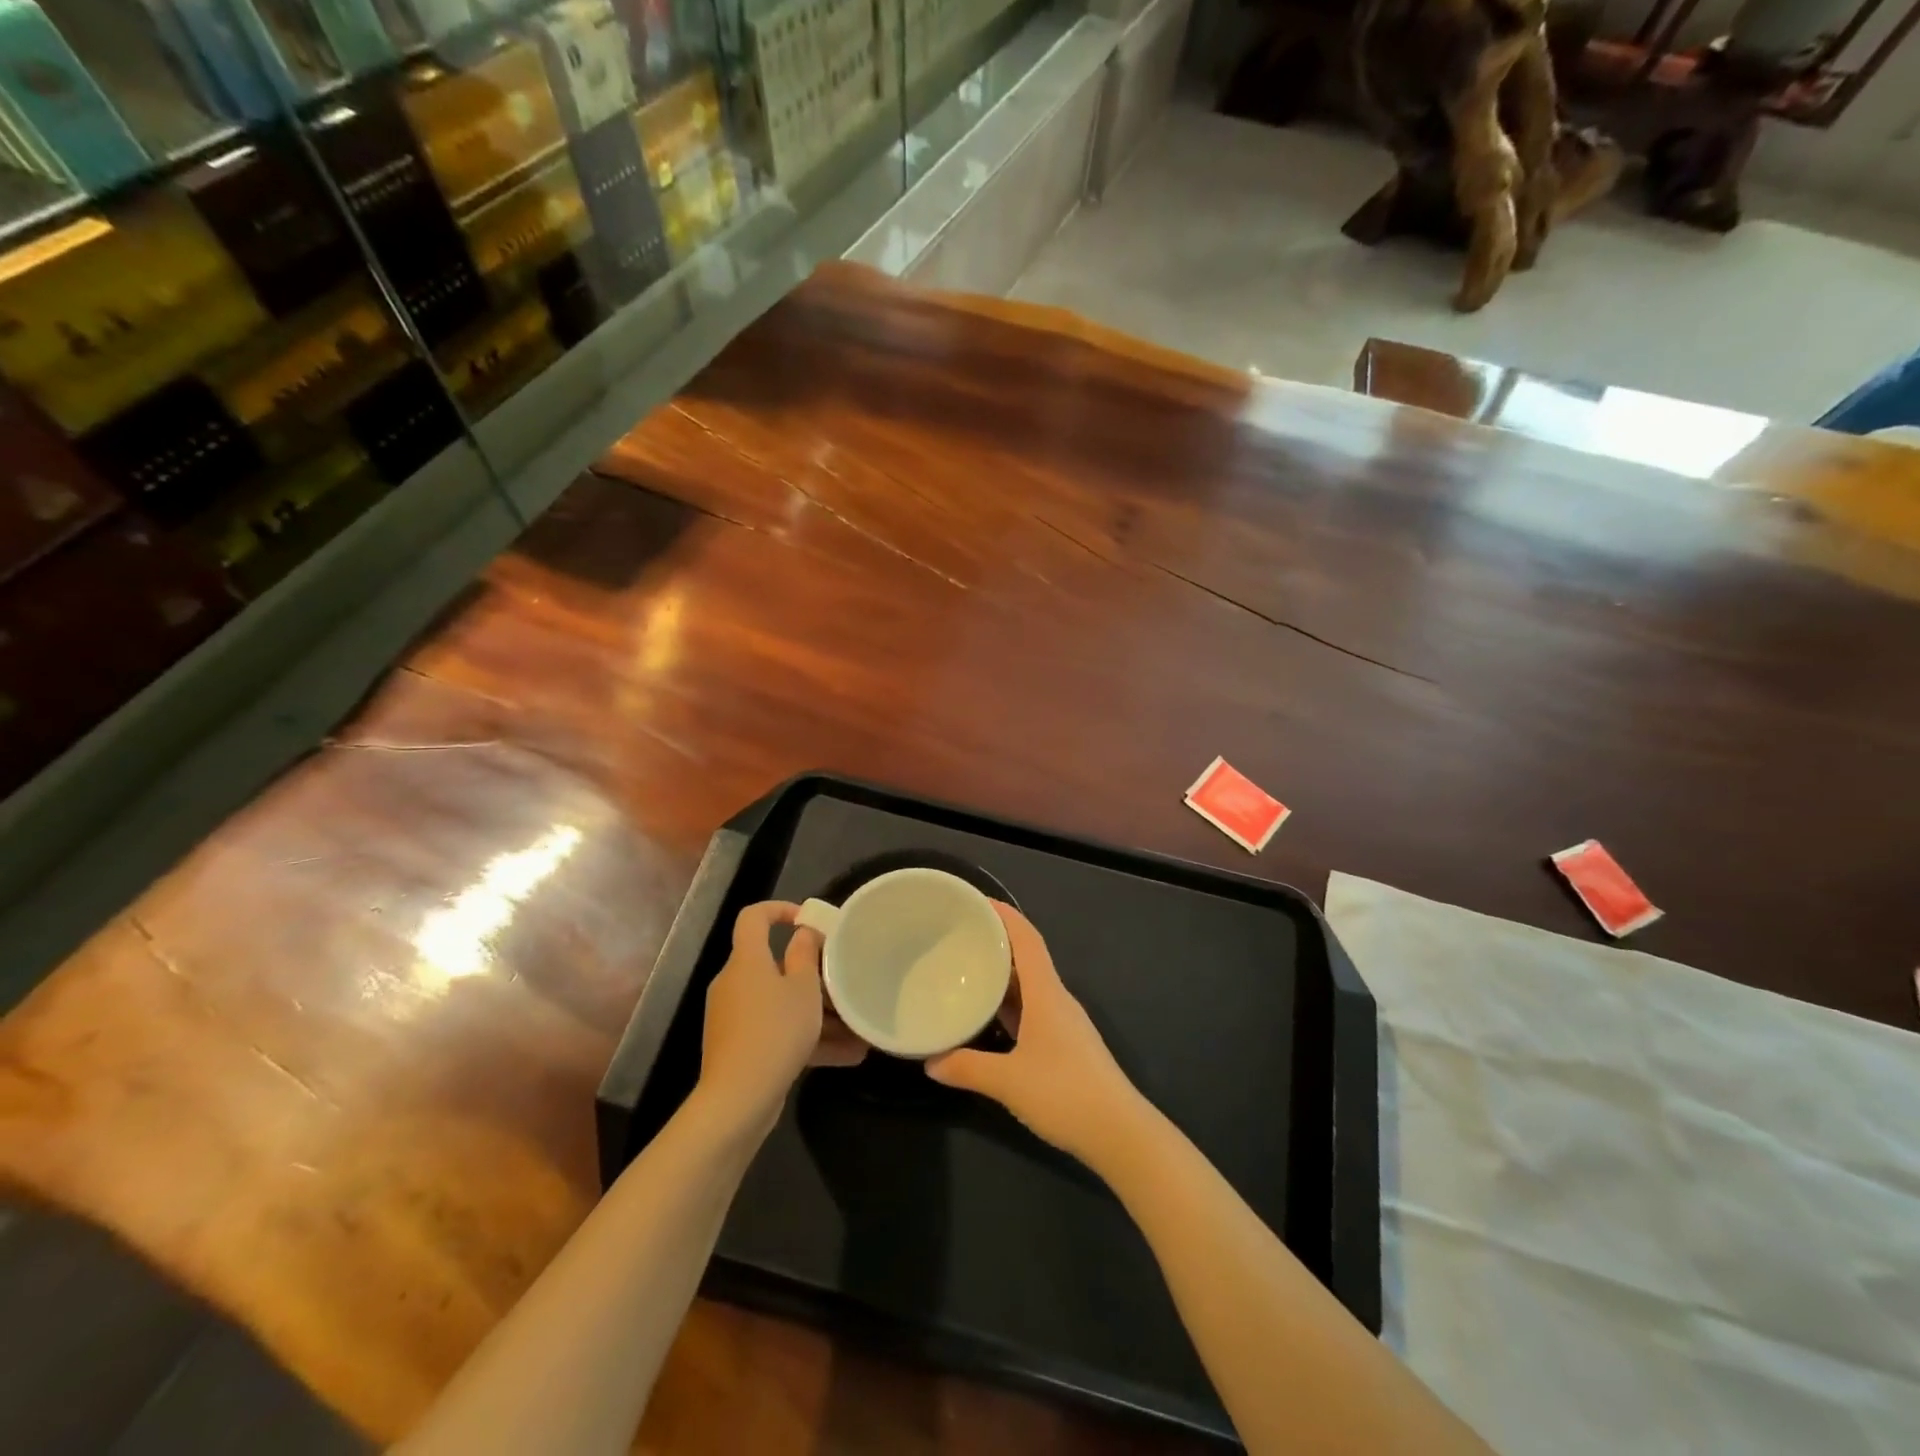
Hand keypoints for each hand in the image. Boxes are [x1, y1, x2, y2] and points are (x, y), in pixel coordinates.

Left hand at [698, 902, 865, 1135]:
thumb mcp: (803, 989)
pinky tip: (846, 1056)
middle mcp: (735, 983)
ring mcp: (734, 1017)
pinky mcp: (739, 1047)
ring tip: (856, 1029)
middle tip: (844, 983)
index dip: (779, 909)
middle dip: (812, 974)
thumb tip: (804, 933)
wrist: (737, 1100)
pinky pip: (777, 1031)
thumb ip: (806, 955)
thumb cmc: (775, 1031)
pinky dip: (806, 1038)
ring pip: (780, 1003)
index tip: (808, 919)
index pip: (753, 917)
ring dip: (817, 1013)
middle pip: (774, 965)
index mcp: (746, 960)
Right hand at [927, 903, 1145, 1164]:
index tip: (977, 901)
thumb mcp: (1008, 1081)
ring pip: (1030, 986)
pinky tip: (990, 1017)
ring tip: (968, 969)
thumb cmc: (1065, 1094)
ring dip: (1003, 974)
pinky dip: (1010, 1004)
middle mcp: (1057, 999)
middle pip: (1027, 958)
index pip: (1027, 939)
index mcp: (1047, 993)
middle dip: (997, 942)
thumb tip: (929, 1062)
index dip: (1004, 915)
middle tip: (960, 935)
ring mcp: (1064, 1023)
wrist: (1120, 1133)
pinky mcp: (1066, 1045)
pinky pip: (1033, 1009)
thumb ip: (967, 1068)